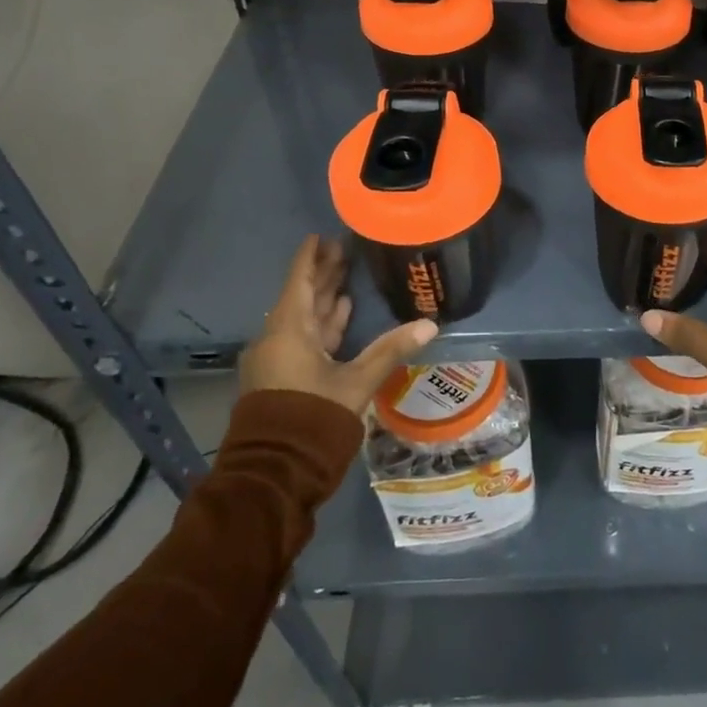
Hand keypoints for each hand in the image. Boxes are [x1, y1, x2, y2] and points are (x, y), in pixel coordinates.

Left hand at [240, 236, 436, 414]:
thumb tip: (431, 324)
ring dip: (322, 298)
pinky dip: (320, 324)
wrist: (276, 471)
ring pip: (302, 319)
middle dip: (321, 274)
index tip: (321, 235)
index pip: (298, 281)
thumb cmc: (314, 417)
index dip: (310, 257)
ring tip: (343, 277)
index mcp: (288, 331)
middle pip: (300, 297)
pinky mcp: (281, 377)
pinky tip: (338, 315)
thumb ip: (391, 350)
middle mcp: (277, 339)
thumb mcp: (357, 382)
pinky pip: (302, 338)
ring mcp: (276, 359)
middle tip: (342, 249)